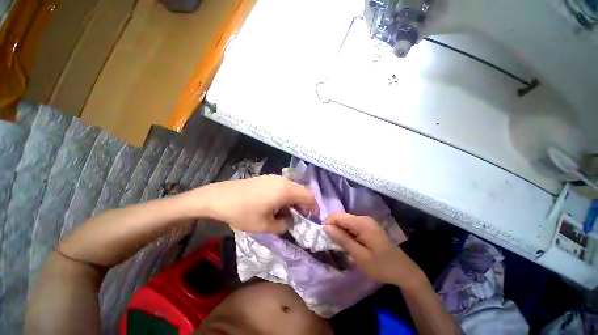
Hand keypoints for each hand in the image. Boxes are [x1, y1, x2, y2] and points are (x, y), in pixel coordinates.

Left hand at [197, 175, 317, 233]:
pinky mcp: (267, 178)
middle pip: (302, 191)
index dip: (313, 208)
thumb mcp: (265, 225)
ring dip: (294, 200)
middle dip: (303, 204)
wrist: (220, 197)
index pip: (309, 196)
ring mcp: (274, 177)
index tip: (310, 218)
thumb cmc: (243, 212)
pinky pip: (283, 186)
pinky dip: (285, 195)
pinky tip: (275, 204)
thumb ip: (283, 225)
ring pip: (292, 188)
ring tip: (285, 212)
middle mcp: (283, 180)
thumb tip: (289, 220)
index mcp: (286, 190)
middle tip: (297, 217)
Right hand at [323, 212, 423, 286]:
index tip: (324, 238)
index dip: (328, 224)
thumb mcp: (360, 256)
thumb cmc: (381, 266)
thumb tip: (326, 228)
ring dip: (339, 231)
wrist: (404, 271)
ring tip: (339, 245)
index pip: (337, 216)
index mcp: (362, 223)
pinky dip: (346, 232)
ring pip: (345, 221)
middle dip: (333, 228)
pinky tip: (348, 243)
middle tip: (331, 244)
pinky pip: (352, 225)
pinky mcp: (368, 226)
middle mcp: (363, 218)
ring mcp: (367, 222)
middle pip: (341, 217)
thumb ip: (342, 239)